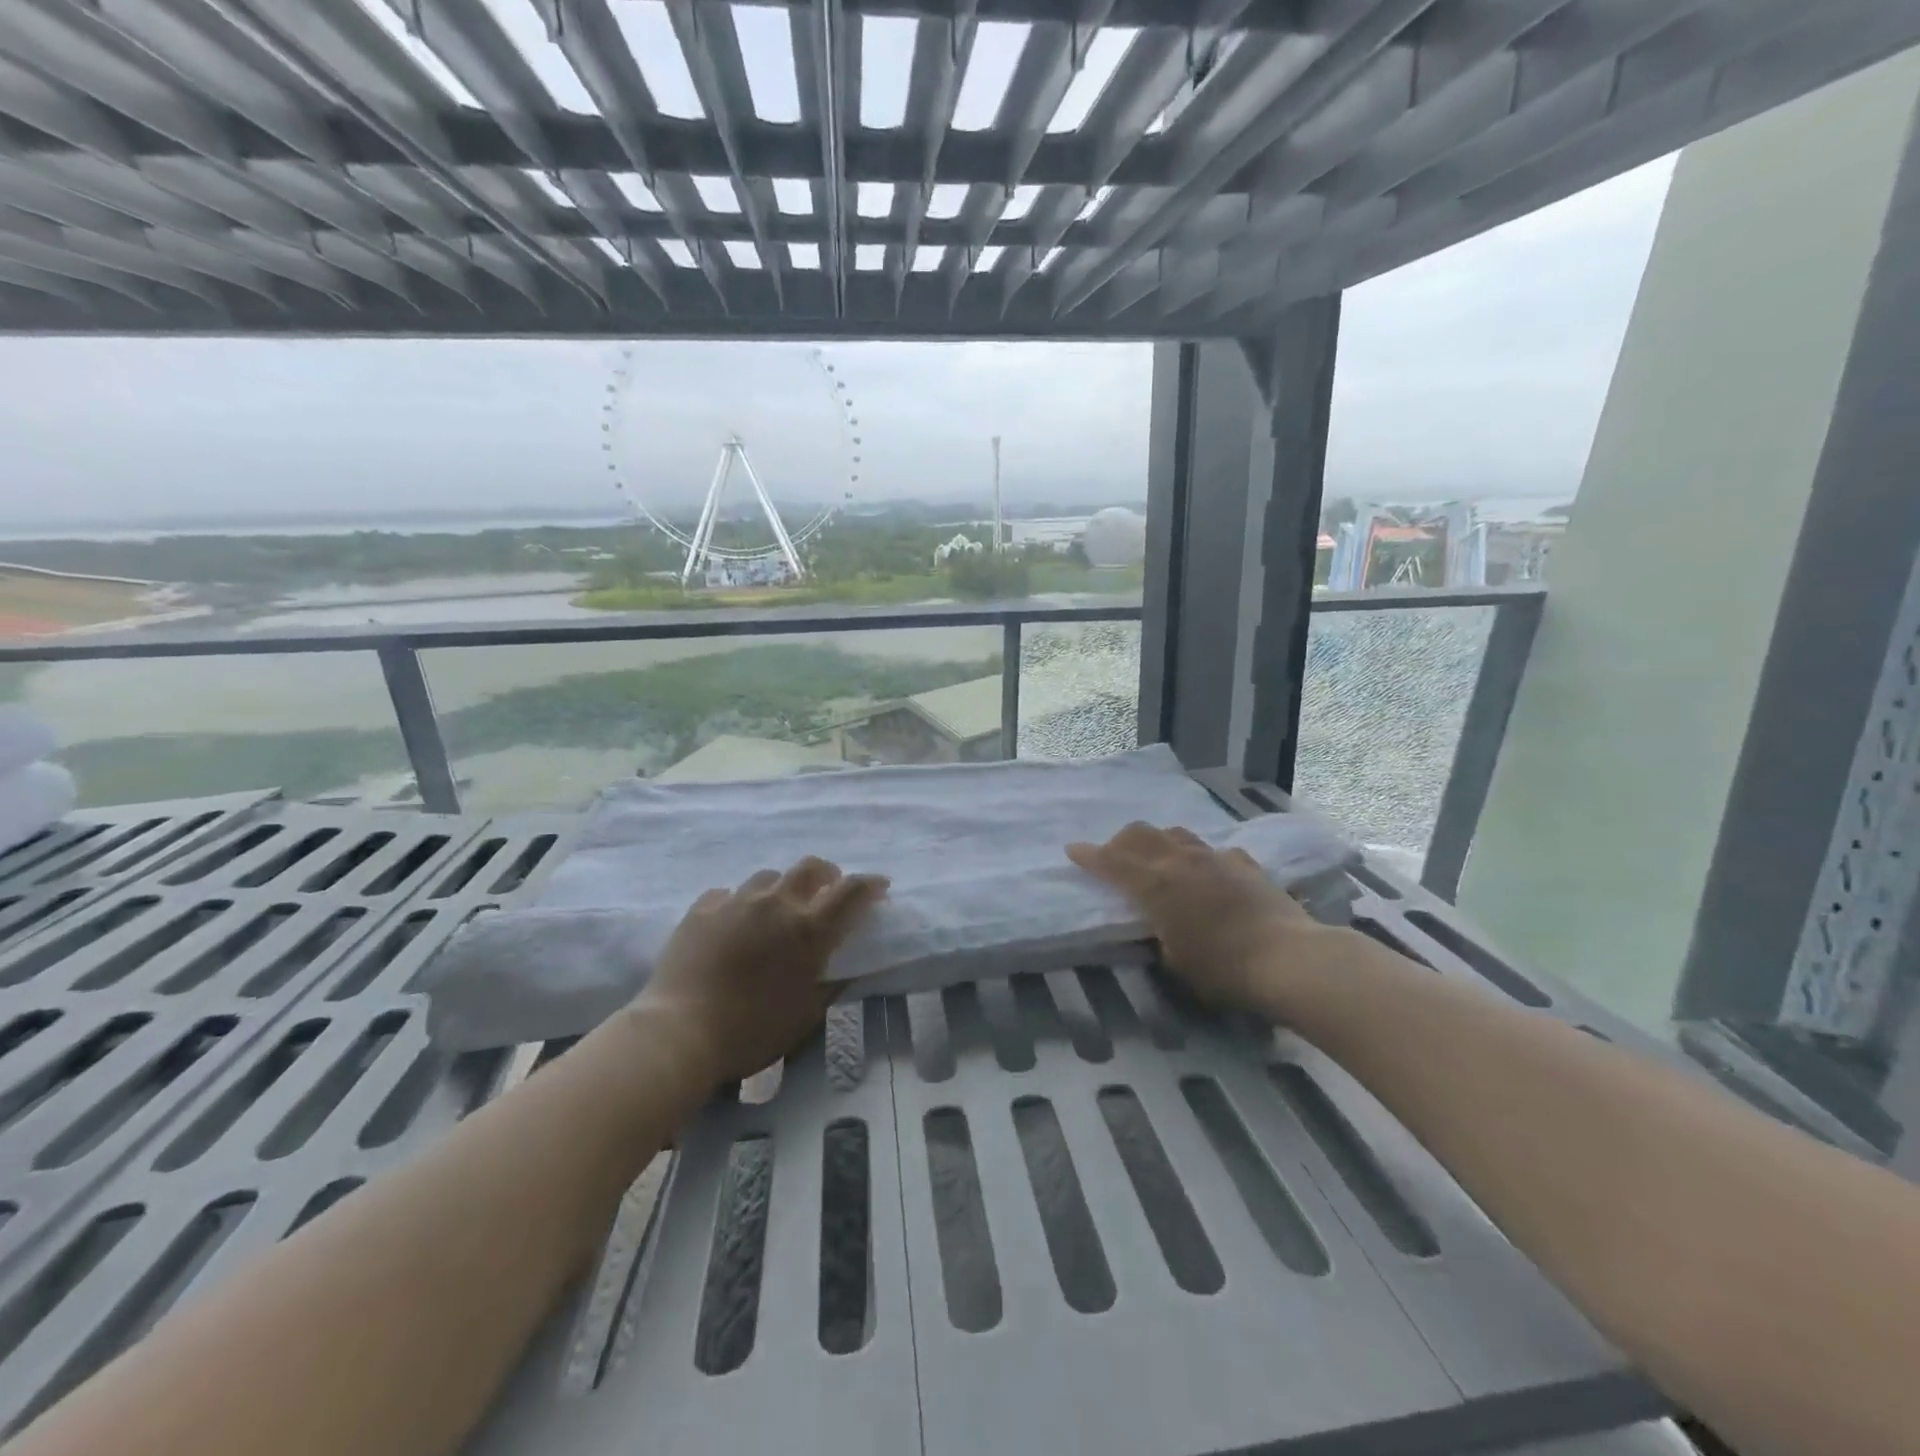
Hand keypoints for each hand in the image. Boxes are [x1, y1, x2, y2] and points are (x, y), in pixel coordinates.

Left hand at [637, 857, 888, 1086]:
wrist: (679, 1032)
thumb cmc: (751, 1032)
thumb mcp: (805, 1016)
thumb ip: (830, 985)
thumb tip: (846, 969)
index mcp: (809, 930)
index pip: (851, 892)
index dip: (870, 885)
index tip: (880, 887)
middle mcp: (777, 904)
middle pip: (810, 867)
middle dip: (827, 874)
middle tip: (828, 890)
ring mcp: (736, 901)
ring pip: (768, 877)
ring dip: (781, 888)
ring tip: (776, 909)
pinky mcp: (702, 908)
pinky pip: (728, 894)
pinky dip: (739, 904)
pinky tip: (733, 922)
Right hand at [1067, 823, 1329, 1011]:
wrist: (1289, 959)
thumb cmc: (1222, 969)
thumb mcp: (1174, 962)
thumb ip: (1158, 935)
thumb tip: (1158, 925)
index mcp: (1155, 885)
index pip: (1112, 862)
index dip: (1089, 856)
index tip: (1072, 850)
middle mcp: (1181, 861)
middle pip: (1141, 834)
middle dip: (1120, 842)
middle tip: (1113, 856)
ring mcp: (1216, 858)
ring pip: (1176, 834)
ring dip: (1158, 841)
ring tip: (1157, 858)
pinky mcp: (1245, 864)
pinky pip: (1214, 851)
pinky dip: (1201, 857)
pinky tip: (1207, 871)